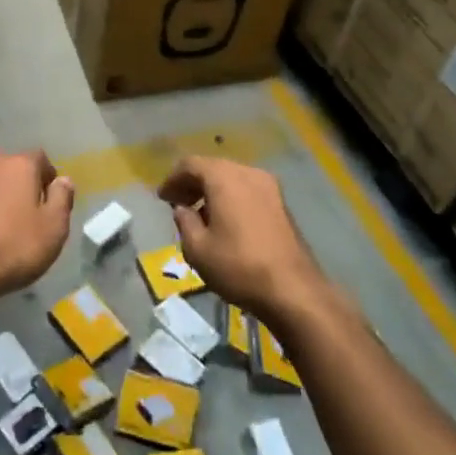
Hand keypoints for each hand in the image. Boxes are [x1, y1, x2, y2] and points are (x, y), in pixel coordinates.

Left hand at [0, 150, 73, 310]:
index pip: (39, 158)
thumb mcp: (54, 229)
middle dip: (15, 185)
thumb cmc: (14, 249)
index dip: (46, 178)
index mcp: (17, 166)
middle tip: (22, 214)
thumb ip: (62, 199)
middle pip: (6, 168)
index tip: (49, 201)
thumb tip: (63, 180)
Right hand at [158, 156, 325, 320]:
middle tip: (177, 204)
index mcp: (224, 177)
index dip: (172, 179)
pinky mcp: (281, 204)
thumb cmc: (238, 266)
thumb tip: (183, 209)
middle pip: (213, 168)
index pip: (190, 164)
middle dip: (192, 183)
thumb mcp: (197, 249)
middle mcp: (248, 172)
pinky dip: (231, 197)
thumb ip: (184, 222)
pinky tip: (225, 221)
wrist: (294, 290)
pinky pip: (247, 190)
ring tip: (199, 215)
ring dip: (212, 190)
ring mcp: (269, 186)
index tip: (162, 198)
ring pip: (232, 178)